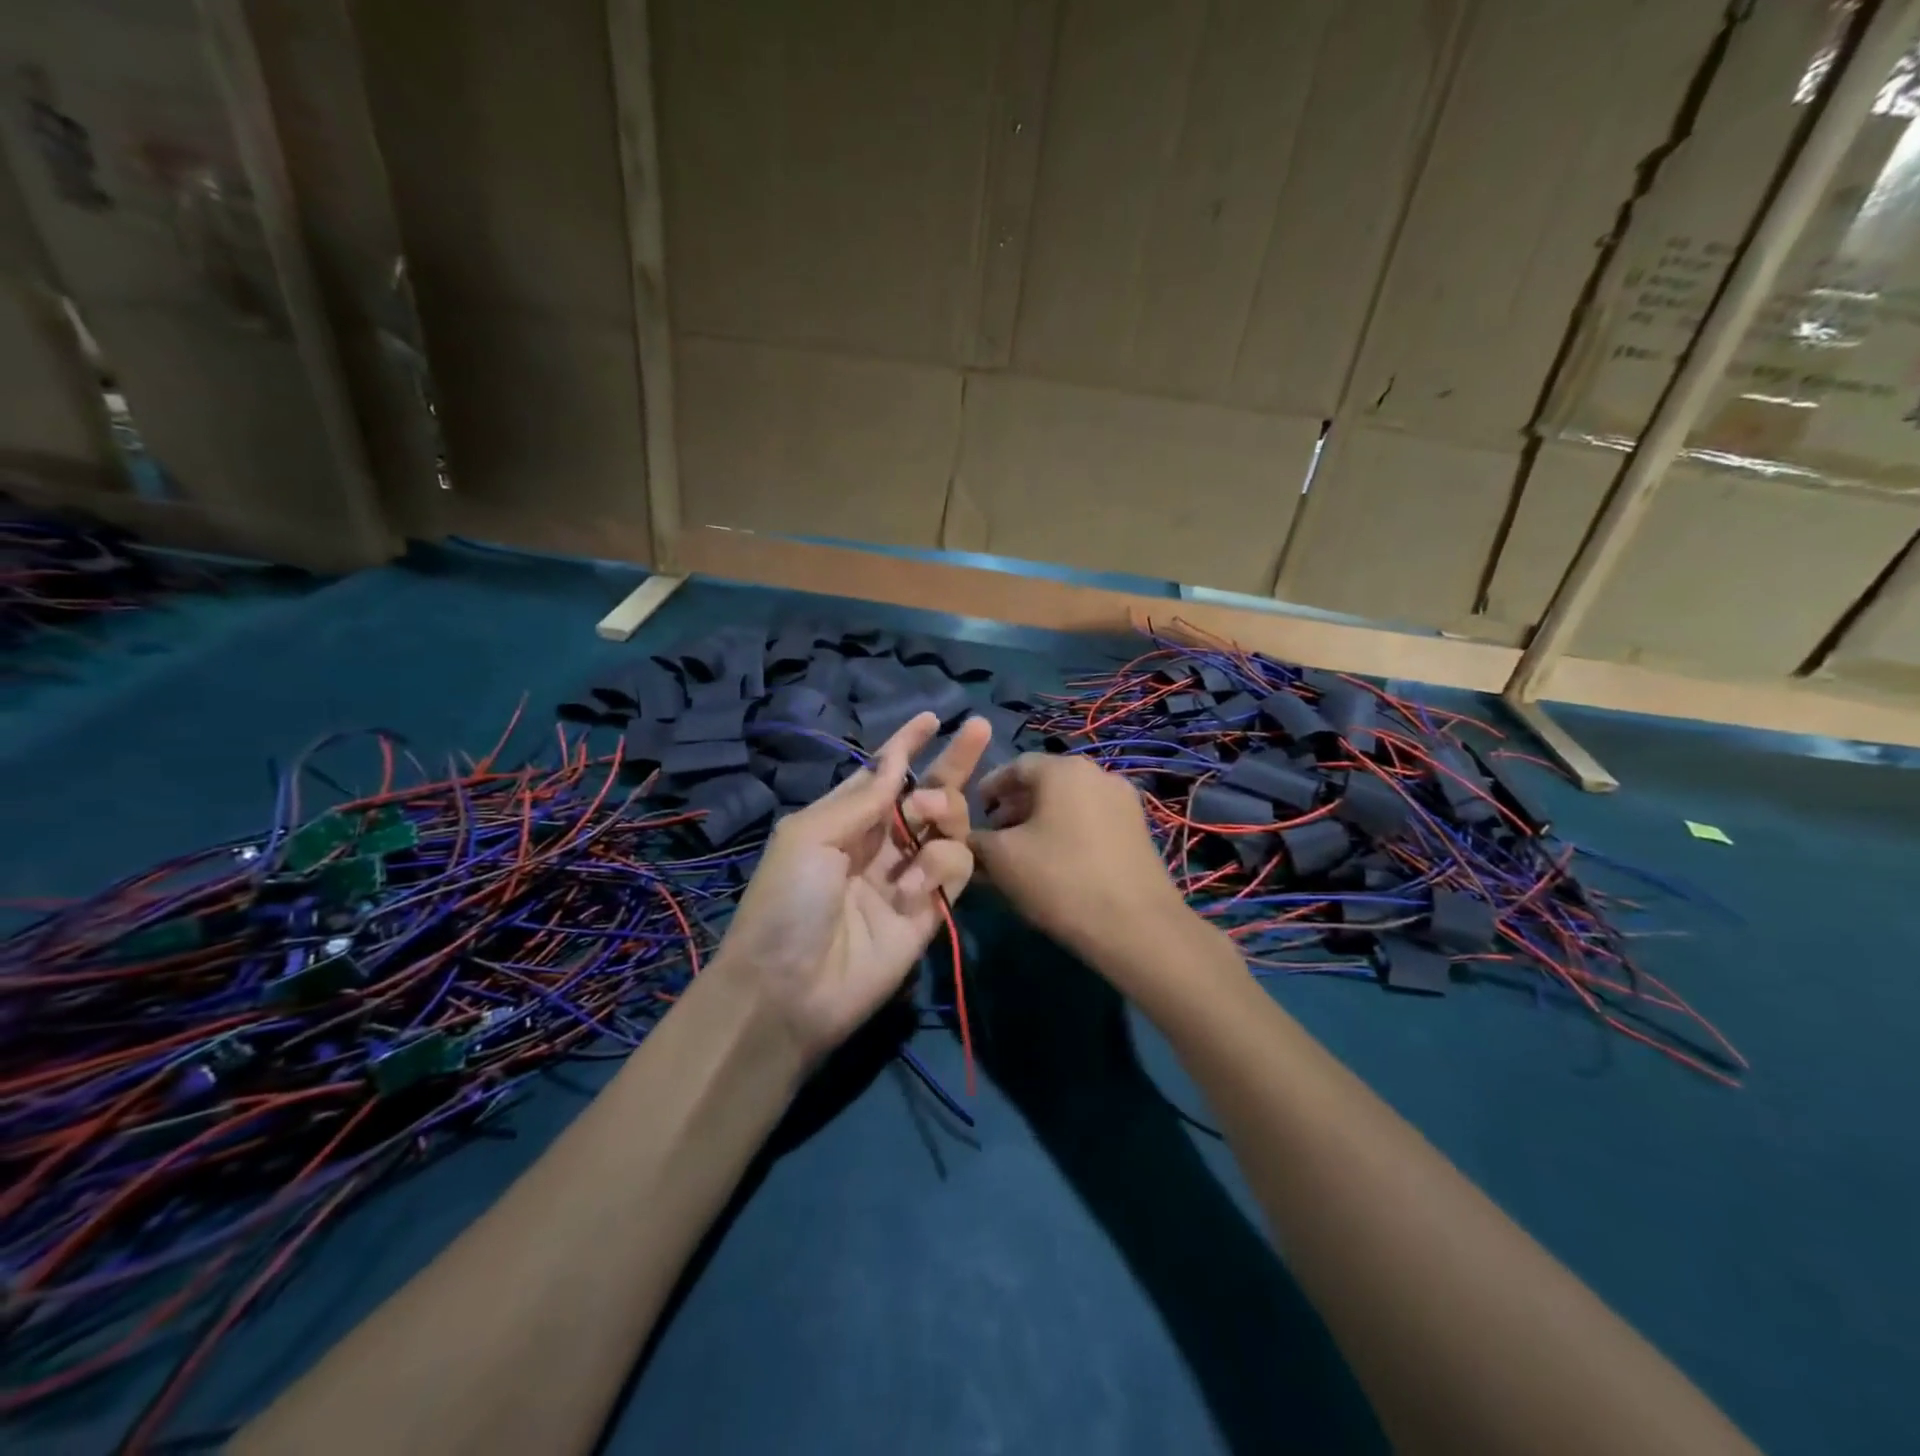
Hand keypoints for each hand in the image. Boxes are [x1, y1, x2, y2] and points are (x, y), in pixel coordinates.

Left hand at [711, 711, 990, 1065]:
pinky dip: (942, 866)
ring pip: (950, 826)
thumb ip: (862, 798)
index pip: (884, 774)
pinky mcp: (932, 908)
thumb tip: (895, 760)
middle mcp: (881, 842)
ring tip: (926, 817)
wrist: (790, 990)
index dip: (907, 745)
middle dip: (953, 761)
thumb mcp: (810, 836)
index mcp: (846, 819)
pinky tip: (913, 886)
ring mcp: (909, 875)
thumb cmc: (787, 902)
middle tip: (977, 730)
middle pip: (928, 793)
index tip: (931, 717)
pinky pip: (957, 869)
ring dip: (945, 810)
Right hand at [970, 753, 1188, 963]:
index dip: (989, 788)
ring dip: (1040, 821)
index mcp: (1064, 769)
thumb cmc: (1060, 879)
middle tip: (994, 836)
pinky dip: (1067, 832)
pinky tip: (1055, 863)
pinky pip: (1091, 821)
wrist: (1136, 926)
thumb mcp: (1002, 859)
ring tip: (1021, 853)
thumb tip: (972, 840)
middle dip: (1014, 807)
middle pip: (1045, 783)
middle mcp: (1098, 773)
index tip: (973, 812)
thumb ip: (977, 841)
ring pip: (1069, 803)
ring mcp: (1124, 801)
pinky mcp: (1138, 830)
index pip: (1015, 766)